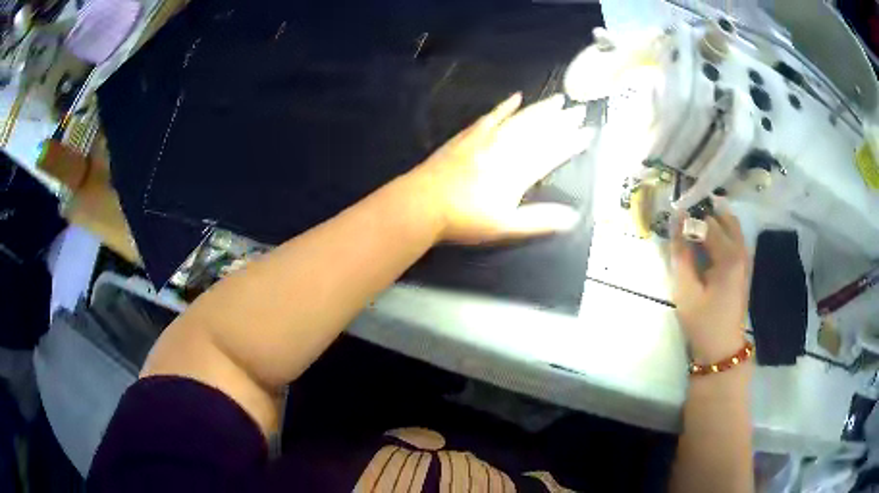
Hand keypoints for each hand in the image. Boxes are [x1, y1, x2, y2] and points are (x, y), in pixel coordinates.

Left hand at [409, 93, 593, 243]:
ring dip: (540, 109)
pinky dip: (505, 107)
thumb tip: (573, 217)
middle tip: (579, 110)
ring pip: (520, 120)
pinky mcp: (469, 135)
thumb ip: (540, 220)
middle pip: (539, 131)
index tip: (588, 132)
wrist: (423, 203)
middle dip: (562, 121)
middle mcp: (506, 149)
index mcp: (518, 171)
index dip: (572, 143)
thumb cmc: (465, 219)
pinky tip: (516, 97)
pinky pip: (491, 116)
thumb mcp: (506, 226)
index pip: (553, 153)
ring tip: (558, 99)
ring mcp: (487, 139)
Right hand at [671, 210, 751, 363]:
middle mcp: (741, 250)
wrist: (722, 348)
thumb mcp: (685, 291)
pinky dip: (720, 232)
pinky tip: (706, 244)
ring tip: (693, 232)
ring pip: (730, 224)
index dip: (688, 219)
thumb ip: (680, 254)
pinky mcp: (744, 265)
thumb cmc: (702, 322)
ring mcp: (745, 257)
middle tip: (683, 226)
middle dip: (701, 216)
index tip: (672, 223)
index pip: (706, 222)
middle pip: (722, 217)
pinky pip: (734, 236)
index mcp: (729, 256)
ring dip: (712, 222)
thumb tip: (676, 221)